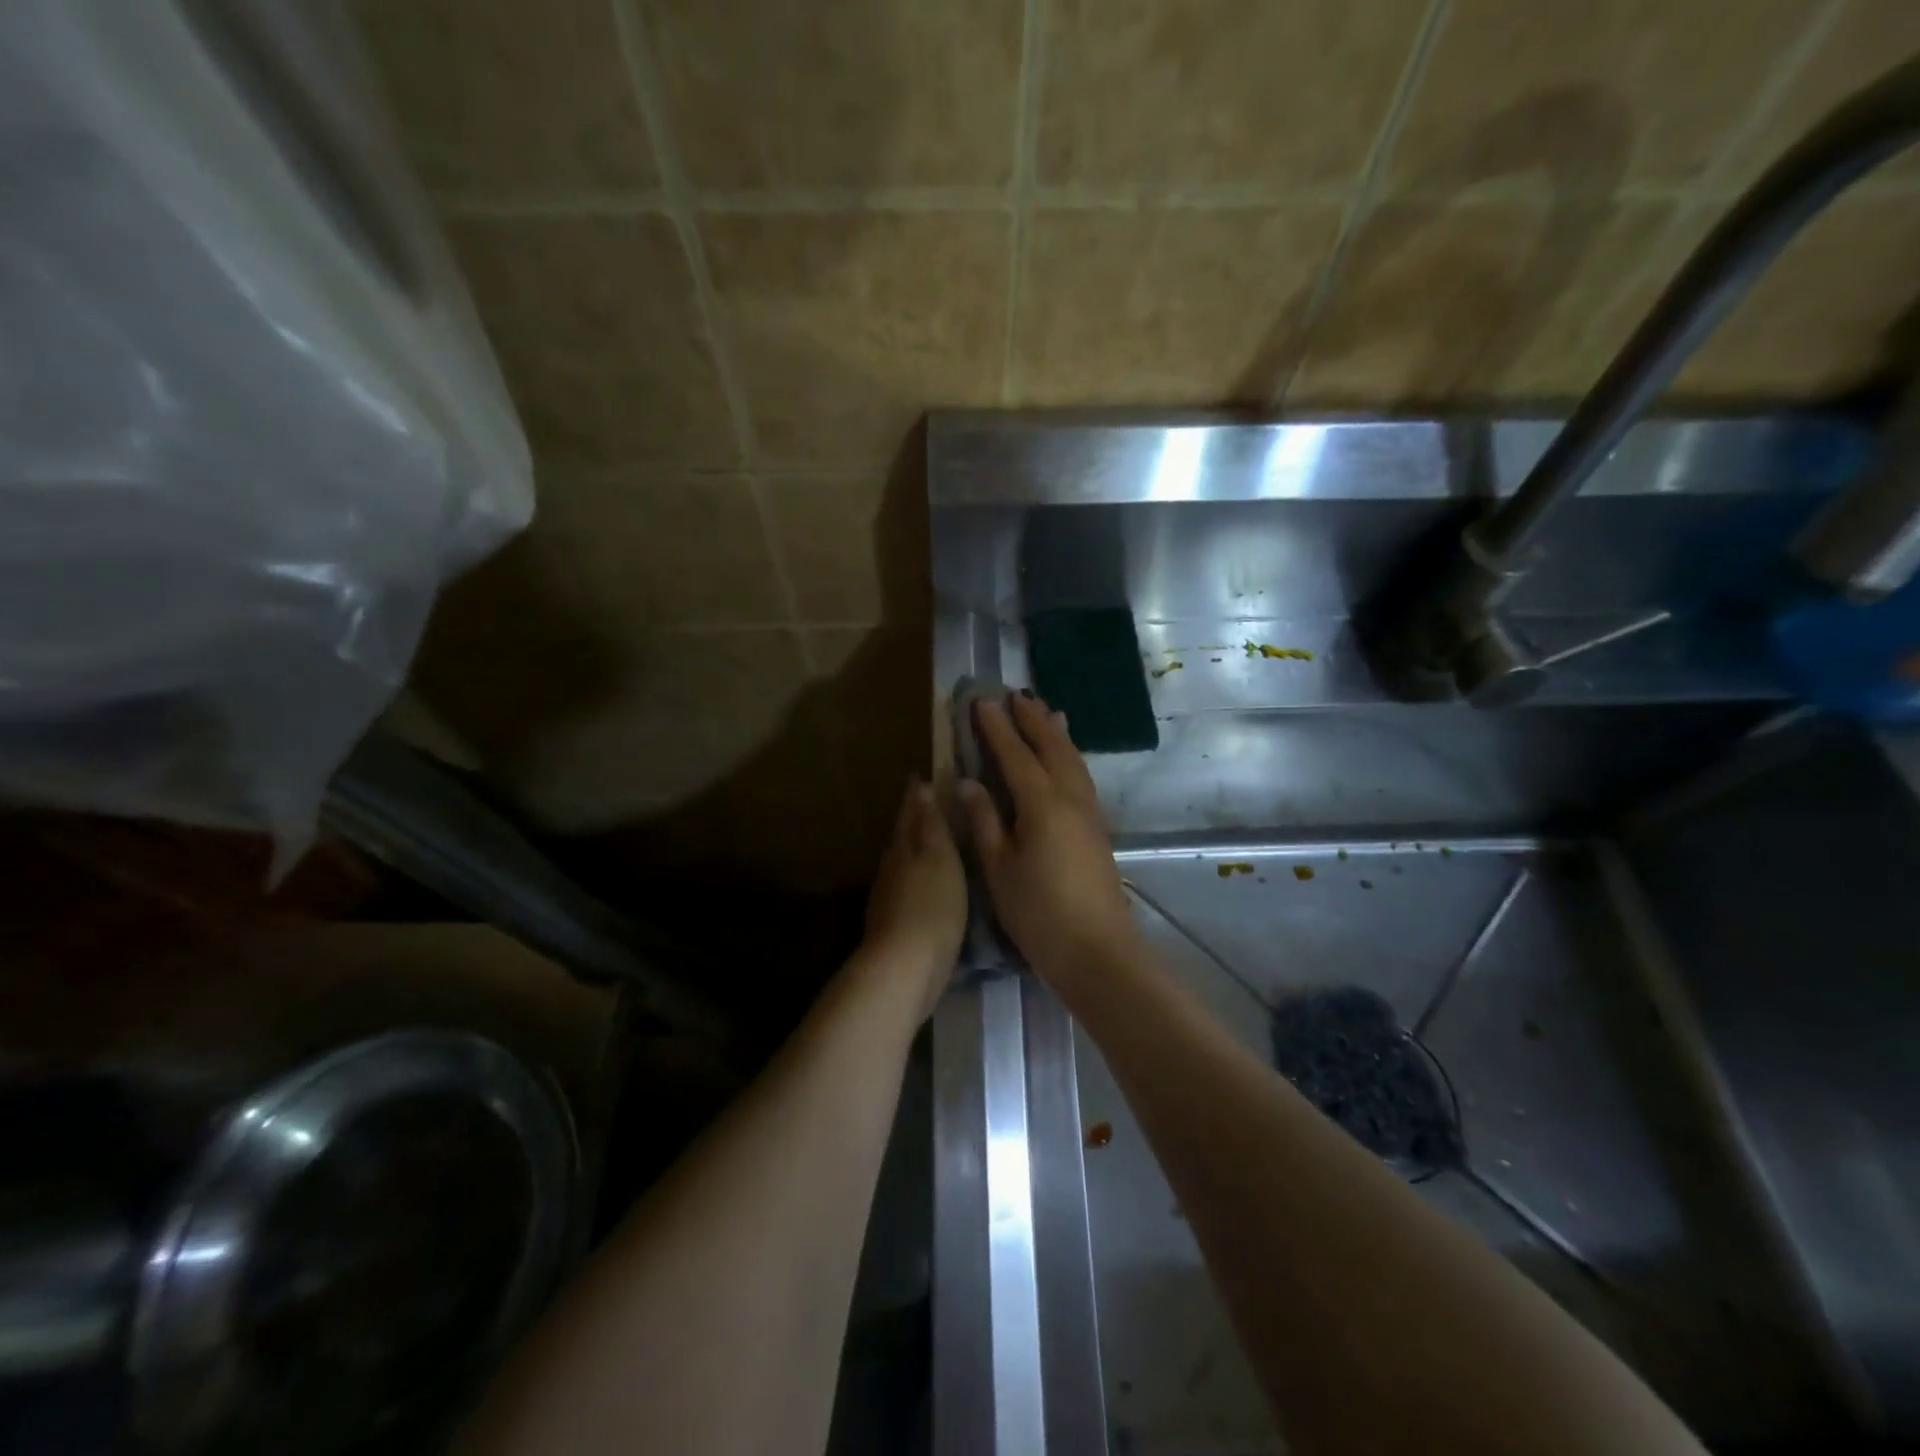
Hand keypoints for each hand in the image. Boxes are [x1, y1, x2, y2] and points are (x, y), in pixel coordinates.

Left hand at [861, 779, 966, 1019]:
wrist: (905, 968)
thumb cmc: (931, 906)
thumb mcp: (940, 858)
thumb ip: (931, 825)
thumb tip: (921, 789)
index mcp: (903, 848)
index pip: (910, 813)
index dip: (917, 795)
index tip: (923, 776)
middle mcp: (892, 868)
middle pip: (903, 837)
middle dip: (915, 820)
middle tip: (932, 804)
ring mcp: (890, 898)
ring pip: (904, 863)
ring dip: (917, 850)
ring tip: (938, 844)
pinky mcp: (897, 924)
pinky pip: (909, 889)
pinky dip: (920, 879)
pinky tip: (933, 886)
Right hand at [957, 695, 1136, 988]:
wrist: (1097, 950)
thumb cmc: (1039, 912)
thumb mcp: (999, 869)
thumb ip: (984, 821)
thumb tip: (969, 782)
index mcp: (1042, 803)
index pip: (1015, 755)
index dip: (997, 728)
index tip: (981, 701)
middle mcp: (1070, 798)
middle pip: (1051, 747)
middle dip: (1032, 719)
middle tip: (1016, 694)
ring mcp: (1089, 812)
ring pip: (1072, 759)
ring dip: (1056, 732)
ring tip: (1047, 711)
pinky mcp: (1097, 828)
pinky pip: (1081, 776)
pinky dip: (1070, 755)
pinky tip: (1066, 758)